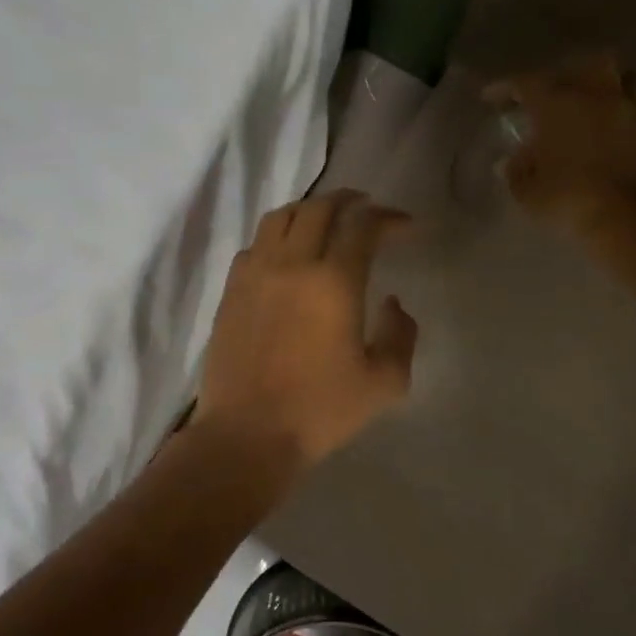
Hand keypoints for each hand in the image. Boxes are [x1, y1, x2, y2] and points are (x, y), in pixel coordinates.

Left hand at [196, 190, 417, 471]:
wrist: (247, 434)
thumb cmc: (319, 412)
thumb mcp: (384, 383)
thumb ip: (401, 336)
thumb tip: (394, 304)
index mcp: (333, 282)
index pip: (362, 226)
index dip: (387, 217)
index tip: (405, 227)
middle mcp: (291, 265)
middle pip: (318, 209)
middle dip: (348, 201)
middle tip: (366, 208)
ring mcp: (254, 274)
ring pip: (280, 218)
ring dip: (308, 210)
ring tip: (324, 221)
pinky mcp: (230, 291)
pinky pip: (254, 245)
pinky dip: (275, 237)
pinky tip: (284, 256)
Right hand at [484, 53, 635, 237]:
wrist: (631, 218)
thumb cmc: (569, 199)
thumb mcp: (528, 192)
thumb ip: (517, 171)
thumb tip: (512, 161)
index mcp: (558, 104)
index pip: (526, 83)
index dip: (505, 87)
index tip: (490, 97)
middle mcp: (595, 96)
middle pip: (582, 65)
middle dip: (562, 75)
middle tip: (548, 96)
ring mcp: (628, 110)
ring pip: (620, 77)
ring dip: (602, 85)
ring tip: (587, 103)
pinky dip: (621, 109)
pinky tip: (609, 127)